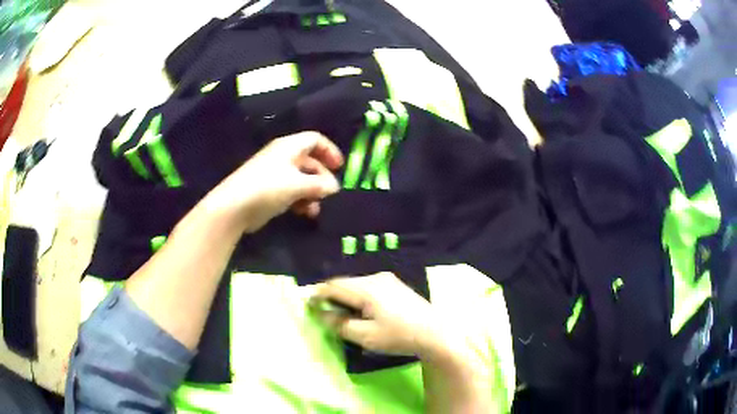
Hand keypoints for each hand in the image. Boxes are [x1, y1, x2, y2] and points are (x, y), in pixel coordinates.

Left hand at [204, 132, 343, 232]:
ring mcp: (275, 174)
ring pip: (302, 179)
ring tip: (316, 208)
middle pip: (310, 161)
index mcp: (289, 147)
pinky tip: (304, 213)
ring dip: (312, 193)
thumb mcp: (298, 185)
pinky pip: (292, 191)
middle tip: (330, 193)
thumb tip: (334, 186)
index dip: (330, 150)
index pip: (315, 139)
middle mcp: (283, 157)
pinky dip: (301, 200)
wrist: (234, 207)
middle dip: (322, 177)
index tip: (340, 167)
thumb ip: (320, 184)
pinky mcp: (270, 191)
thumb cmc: (268, 188)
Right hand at [310, 273, 440, 357]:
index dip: (318, 294)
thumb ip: (340, 324)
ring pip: (357, 285)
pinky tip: (361, 310)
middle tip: (323, 311)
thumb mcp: (365, 336)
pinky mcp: (395, 286)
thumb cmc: (399, 336)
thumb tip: (322, 314)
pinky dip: (358, 296)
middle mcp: (376, 278)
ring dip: (345, 296)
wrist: (435, 333)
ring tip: (341, 313)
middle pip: (345, 283)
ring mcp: (388, 280)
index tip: (307, 304)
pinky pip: (368, 287)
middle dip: (331, 295)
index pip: (334, 286)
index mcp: (367, 289)